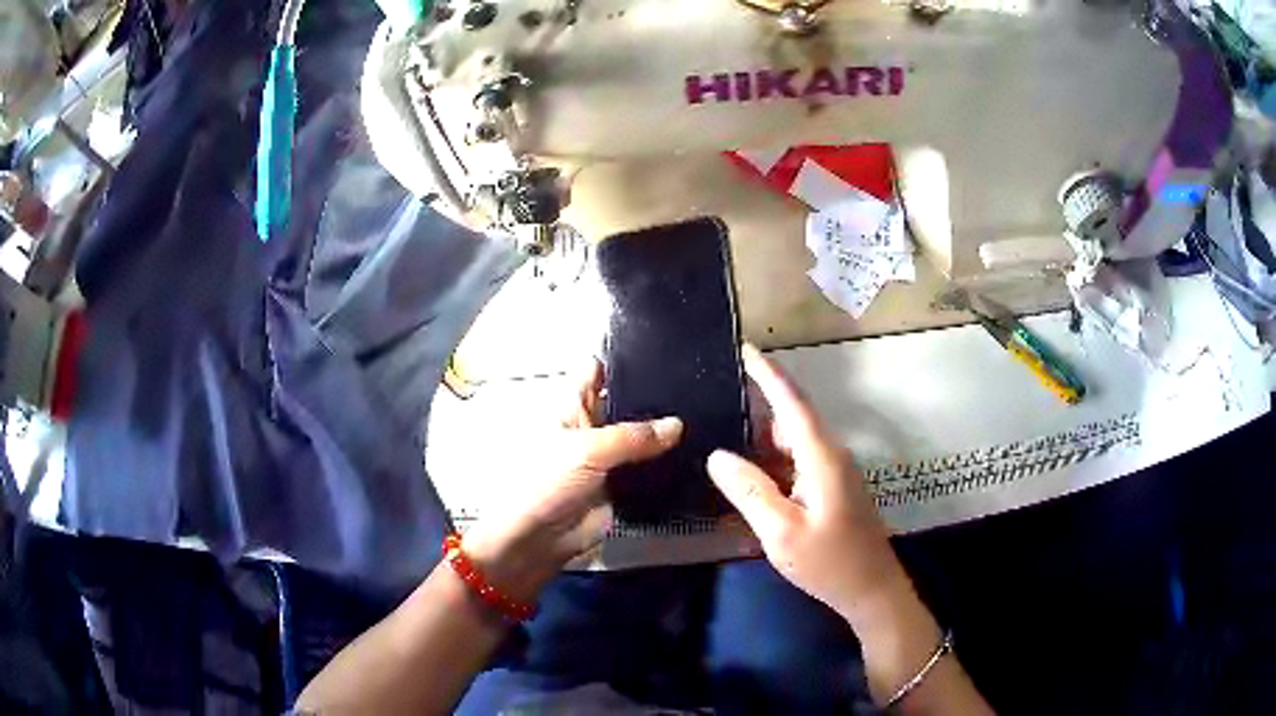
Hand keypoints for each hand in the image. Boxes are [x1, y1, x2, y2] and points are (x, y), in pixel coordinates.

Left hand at [464, 360, 681, 601]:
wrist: (536, 540)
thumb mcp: (586, 450)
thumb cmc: (546, 483)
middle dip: (653, 396)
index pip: (598, 371)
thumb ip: (633, 436)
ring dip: (663, 432)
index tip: (664, 348)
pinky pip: (645, 469)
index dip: (624, 358)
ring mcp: (607, 458)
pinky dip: (665, 463)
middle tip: (699, 383)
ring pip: (639, 437)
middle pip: (624, 403)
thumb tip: (677, 425)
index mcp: (572, 407)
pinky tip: (697, 453)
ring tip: (707, 414)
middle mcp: (591, 427)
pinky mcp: (620, 485)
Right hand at [707, 345, 907, 620]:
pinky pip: (797, 462)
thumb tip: (717, 455)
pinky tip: (748, 473)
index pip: (792, 401)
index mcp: (821, 456)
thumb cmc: (828, 562)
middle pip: (790, 418)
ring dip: (762, 437)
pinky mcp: (831, 488)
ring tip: (723, 432)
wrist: (872, 590)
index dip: (768, 373)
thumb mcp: (780, 532)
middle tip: (716, 398)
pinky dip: (772, 461)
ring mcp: (833, 472)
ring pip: (793, 441)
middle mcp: (830, 454)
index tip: (744, 347)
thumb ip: (749, 490)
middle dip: (756, 404)